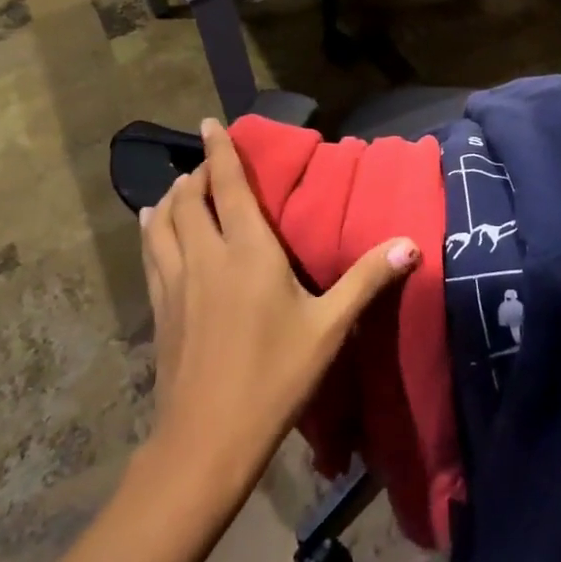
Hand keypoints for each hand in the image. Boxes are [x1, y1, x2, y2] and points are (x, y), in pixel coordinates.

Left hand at [140, 118, 420, 493]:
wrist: (208, 438)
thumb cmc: (276, 377)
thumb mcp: (329, 328)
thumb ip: (366, 281)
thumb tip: (410, 244)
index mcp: (247, 252)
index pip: (228, 187)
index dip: (220, 152)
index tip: (209, 123)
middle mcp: (205, 256)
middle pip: (189, 199)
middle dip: (198, 172)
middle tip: (209, 162)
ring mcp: (175, 282)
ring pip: (161, 222)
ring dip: (170, 197)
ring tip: (179, 188)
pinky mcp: (160, 308)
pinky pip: (150, 253)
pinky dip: (151, 229)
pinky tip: (151, 229)